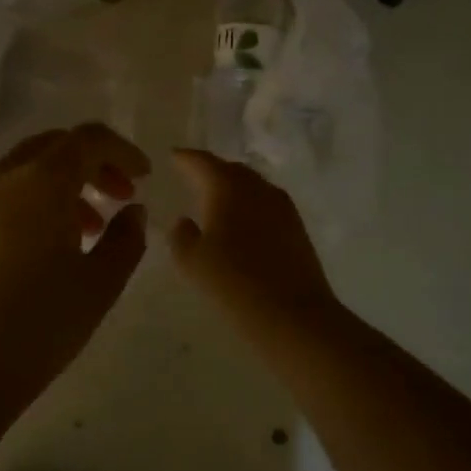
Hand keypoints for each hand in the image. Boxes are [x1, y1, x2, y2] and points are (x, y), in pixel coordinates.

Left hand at [0, 124, 150, 389]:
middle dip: (92, 165)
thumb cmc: (35, 329)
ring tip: (84, 230)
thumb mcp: (98, 287)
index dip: (122, 151)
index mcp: (39, 182)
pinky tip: (38, 248)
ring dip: (60, 185)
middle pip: (53, 147)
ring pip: (22, 170)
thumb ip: (126, 240)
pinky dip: (27, 202)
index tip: (143, 177)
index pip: (87, 139)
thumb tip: (133, 212)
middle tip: (119, 198)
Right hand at [168, 150, 340, 340]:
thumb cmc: (234, 283)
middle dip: (211, 171)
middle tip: (193, 176)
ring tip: (215, 199)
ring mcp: (283, 206)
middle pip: (231, 170)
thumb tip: (184, 221)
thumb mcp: (191, 262)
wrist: (293, 314)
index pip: (202, 162)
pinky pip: (266, 205)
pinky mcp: (297, 227)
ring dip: (233, 188)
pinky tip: (242, 223)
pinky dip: (250, 206)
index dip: (185, 158)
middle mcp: (258, 188)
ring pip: (252, 186)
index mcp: (228, 187)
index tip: (173, 156)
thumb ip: (181, 235)